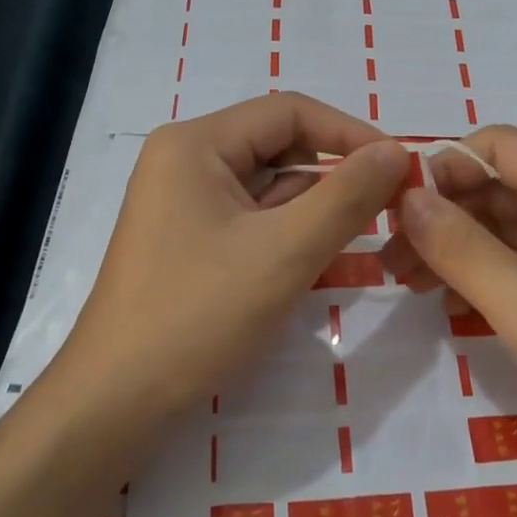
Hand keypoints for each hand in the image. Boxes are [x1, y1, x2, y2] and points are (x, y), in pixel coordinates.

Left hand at [46, 93, 408, 425]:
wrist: (116, 403)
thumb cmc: (198, 316)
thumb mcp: (285, 252)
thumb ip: (347, 196)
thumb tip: (396, 151)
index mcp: (196, 144)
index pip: (290, 112)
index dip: (351, 132)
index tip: (400, 167)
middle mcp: (186, 160)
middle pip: (279, 147)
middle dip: (334, 175)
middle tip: (389, 206)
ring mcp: (185, 202)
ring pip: (269, 187)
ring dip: (316, 208)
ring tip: (362, 235)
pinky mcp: (190, 240)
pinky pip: (253, 219)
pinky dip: (290, 233)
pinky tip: (322, 259)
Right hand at [381, 127, 516, 490]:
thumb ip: (460, 246)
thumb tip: (406, 199)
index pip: (497, 146)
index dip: (442, 172)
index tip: (394, 213)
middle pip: (499, 183)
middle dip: (443, 216)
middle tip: (392, 259)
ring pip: (506, 220)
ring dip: (457, 245)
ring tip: (407, 281)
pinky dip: (486, 269)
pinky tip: (449, 298)